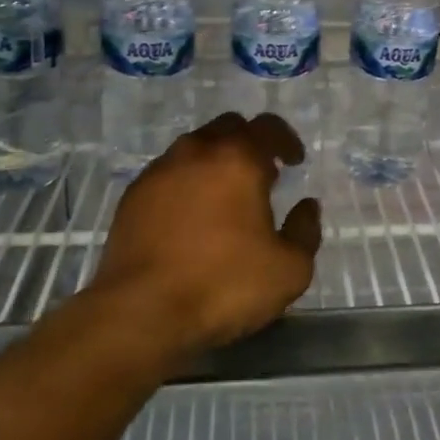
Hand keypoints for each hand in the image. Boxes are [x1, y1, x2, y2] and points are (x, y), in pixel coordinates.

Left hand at [87, 113, 322, 361]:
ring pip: (194, 148)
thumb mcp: (290, 269)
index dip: (286, 140)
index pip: (267, 126)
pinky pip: (168, 173)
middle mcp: (196, 153)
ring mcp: (159, 172)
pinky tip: (191, 216)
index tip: (294, 162)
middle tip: (261, 174)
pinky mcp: (133, 196)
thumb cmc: (223, 286)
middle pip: (228, 127)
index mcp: (238, 160)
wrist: (141, 313)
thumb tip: (306, 207)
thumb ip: (305, 231)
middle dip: (249, 143)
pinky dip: (186, 182)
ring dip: (214, 161)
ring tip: (225, 196)